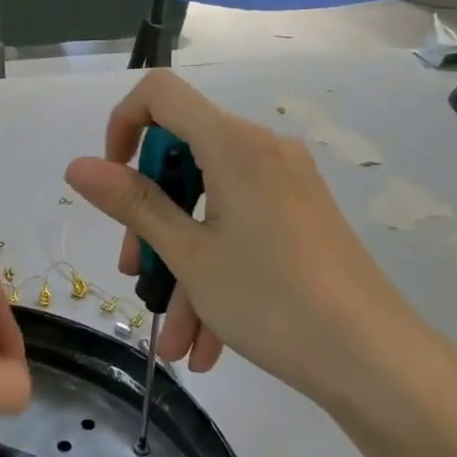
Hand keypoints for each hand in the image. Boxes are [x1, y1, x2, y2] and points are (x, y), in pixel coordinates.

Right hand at [64, 72, 456, 423]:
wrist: (378, 362)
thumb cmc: (273, 300)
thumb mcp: (189, 255)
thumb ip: (132, 204)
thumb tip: (77, 166)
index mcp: (233, 145)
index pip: (160, 94)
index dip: (122, 127)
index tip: (111, 183)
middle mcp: (262, 152)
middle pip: (182, 162)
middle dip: (150, 224)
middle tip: (137, 278)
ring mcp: (286, 187)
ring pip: (209, 211)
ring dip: (182, 271)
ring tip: (175, 342)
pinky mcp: (301, 219)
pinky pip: (241, 233)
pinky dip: (217, 277)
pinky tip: (206, 344)